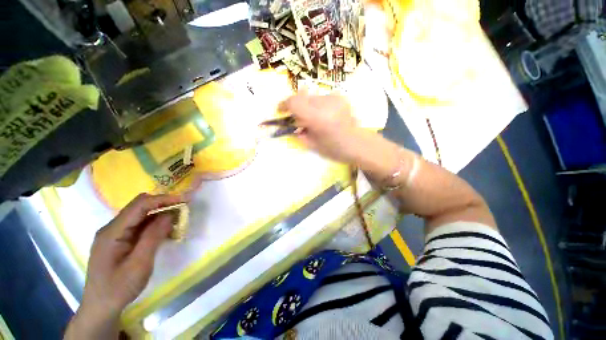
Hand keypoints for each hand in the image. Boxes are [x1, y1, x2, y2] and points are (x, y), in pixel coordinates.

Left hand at [65, 193, 184, 338]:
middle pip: (139, 207)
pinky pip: (140, 225)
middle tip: (182, 210)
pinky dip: (155, 225)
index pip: (139, 205)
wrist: (100, 307)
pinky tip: (165, 232)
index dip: (162, 199)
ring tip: (177, 221)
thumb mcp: (139, 264)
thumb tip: (169, 214)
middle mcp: (112, 228)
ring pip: (141, 215)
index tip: (184, 201)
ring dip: (160, 215)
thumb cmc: (119, 288)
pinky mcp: (120, 240)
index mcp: (112, 232)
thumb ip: (153, 237)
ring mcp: (115, 234)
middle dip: (163, 205)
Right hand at [279, 93, 365, 163]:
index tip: (281, 110)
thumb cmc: (335, 150)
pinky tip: (325, 117)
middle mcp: (326, 104)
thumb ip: (299, 133)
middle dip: (298, 108)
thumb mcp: (313, 145)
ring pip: (313, 98)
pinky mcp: (341, 98)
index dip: (284, 105)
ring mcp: (335, 99)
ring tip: (316, 121)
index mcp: (318, 118)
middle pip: (303, 98)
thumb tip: (292, 126)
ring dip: (309, 108)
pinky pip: (323, 99)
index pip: (295, 103)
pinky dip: (319, 107)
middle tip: (300, 120)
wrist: (358, 144)